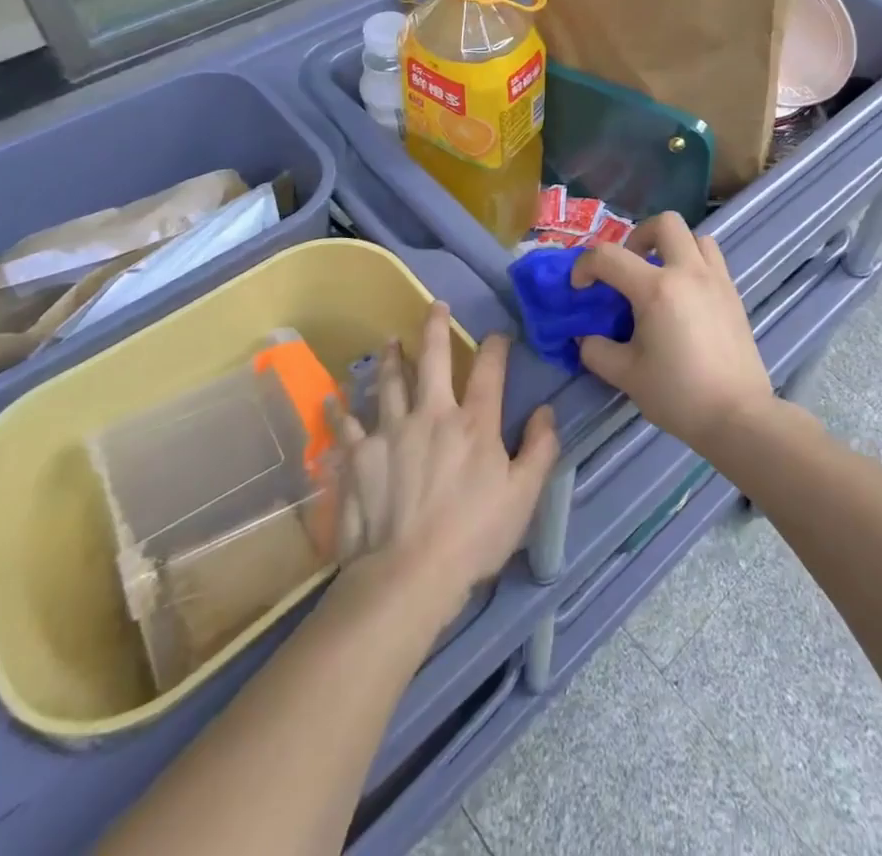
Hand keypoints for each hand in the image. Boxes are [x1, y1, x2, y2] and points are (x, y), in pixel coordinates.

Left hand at [328, 302, 557, 617]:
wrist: (407, 574)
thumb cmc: (473, 537)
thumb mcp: (523, 497)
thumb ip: (540, 449)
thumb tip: (548, 410)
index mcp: (474, 423)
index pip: (489, 371)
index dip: (495, 347)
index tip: (498, 335)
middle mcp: (432, 414)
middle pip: (433, 359)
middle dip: (435, 328)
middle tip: (435, 307)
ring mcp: (391, 431)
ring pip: (389, 382)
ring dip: (390, 358)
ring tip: (389, 342)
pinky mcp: (359, 455)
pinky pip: (346, 425)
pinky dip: (340, 409)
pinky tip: (333, 398)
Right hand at [571, 212, 772, 448]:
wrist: (738, 415)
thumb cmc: (679, 394)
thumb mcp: (626, 375)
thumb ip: (596, 350)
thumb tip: (586, 337)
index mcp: (657, 289)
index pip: (609, 256)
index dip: (585, 266)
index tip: (579, 288)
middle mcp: (689, 272)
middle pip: (664, 223)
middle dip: (637, 236)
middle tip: (627, 268)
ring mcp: (717, 280)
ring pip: (695, 237)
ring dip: (671, 247)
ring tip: (659, 277)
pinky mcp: (734, 294)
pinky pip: (712, 260)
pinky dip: (692, 264)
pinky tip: (683, 298)